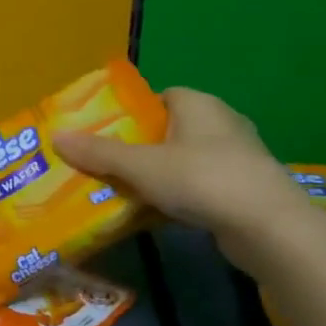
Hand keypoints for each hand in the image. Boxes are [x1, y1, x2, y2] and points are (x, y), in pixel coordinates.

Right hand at [53, 88, 312, 268]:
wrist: (269, 227)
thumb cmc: (201, 180)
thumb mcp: (141, 166)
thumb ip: (99, 153)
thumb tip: (56, 137)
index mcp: (198, 104)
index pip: (160, 97)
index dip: (132, 114)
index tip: (107, 136)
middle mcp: (222, 122)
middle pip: (169, 129)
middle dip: (141, 148)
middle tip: (108, 167)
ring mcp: (239, 156)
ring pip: (186, 159)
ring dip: (161, 175)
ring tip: (128, 193)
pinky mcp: (247, 188)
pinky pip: (203, 184)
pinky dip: (182, 196)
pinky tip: (161, 214)